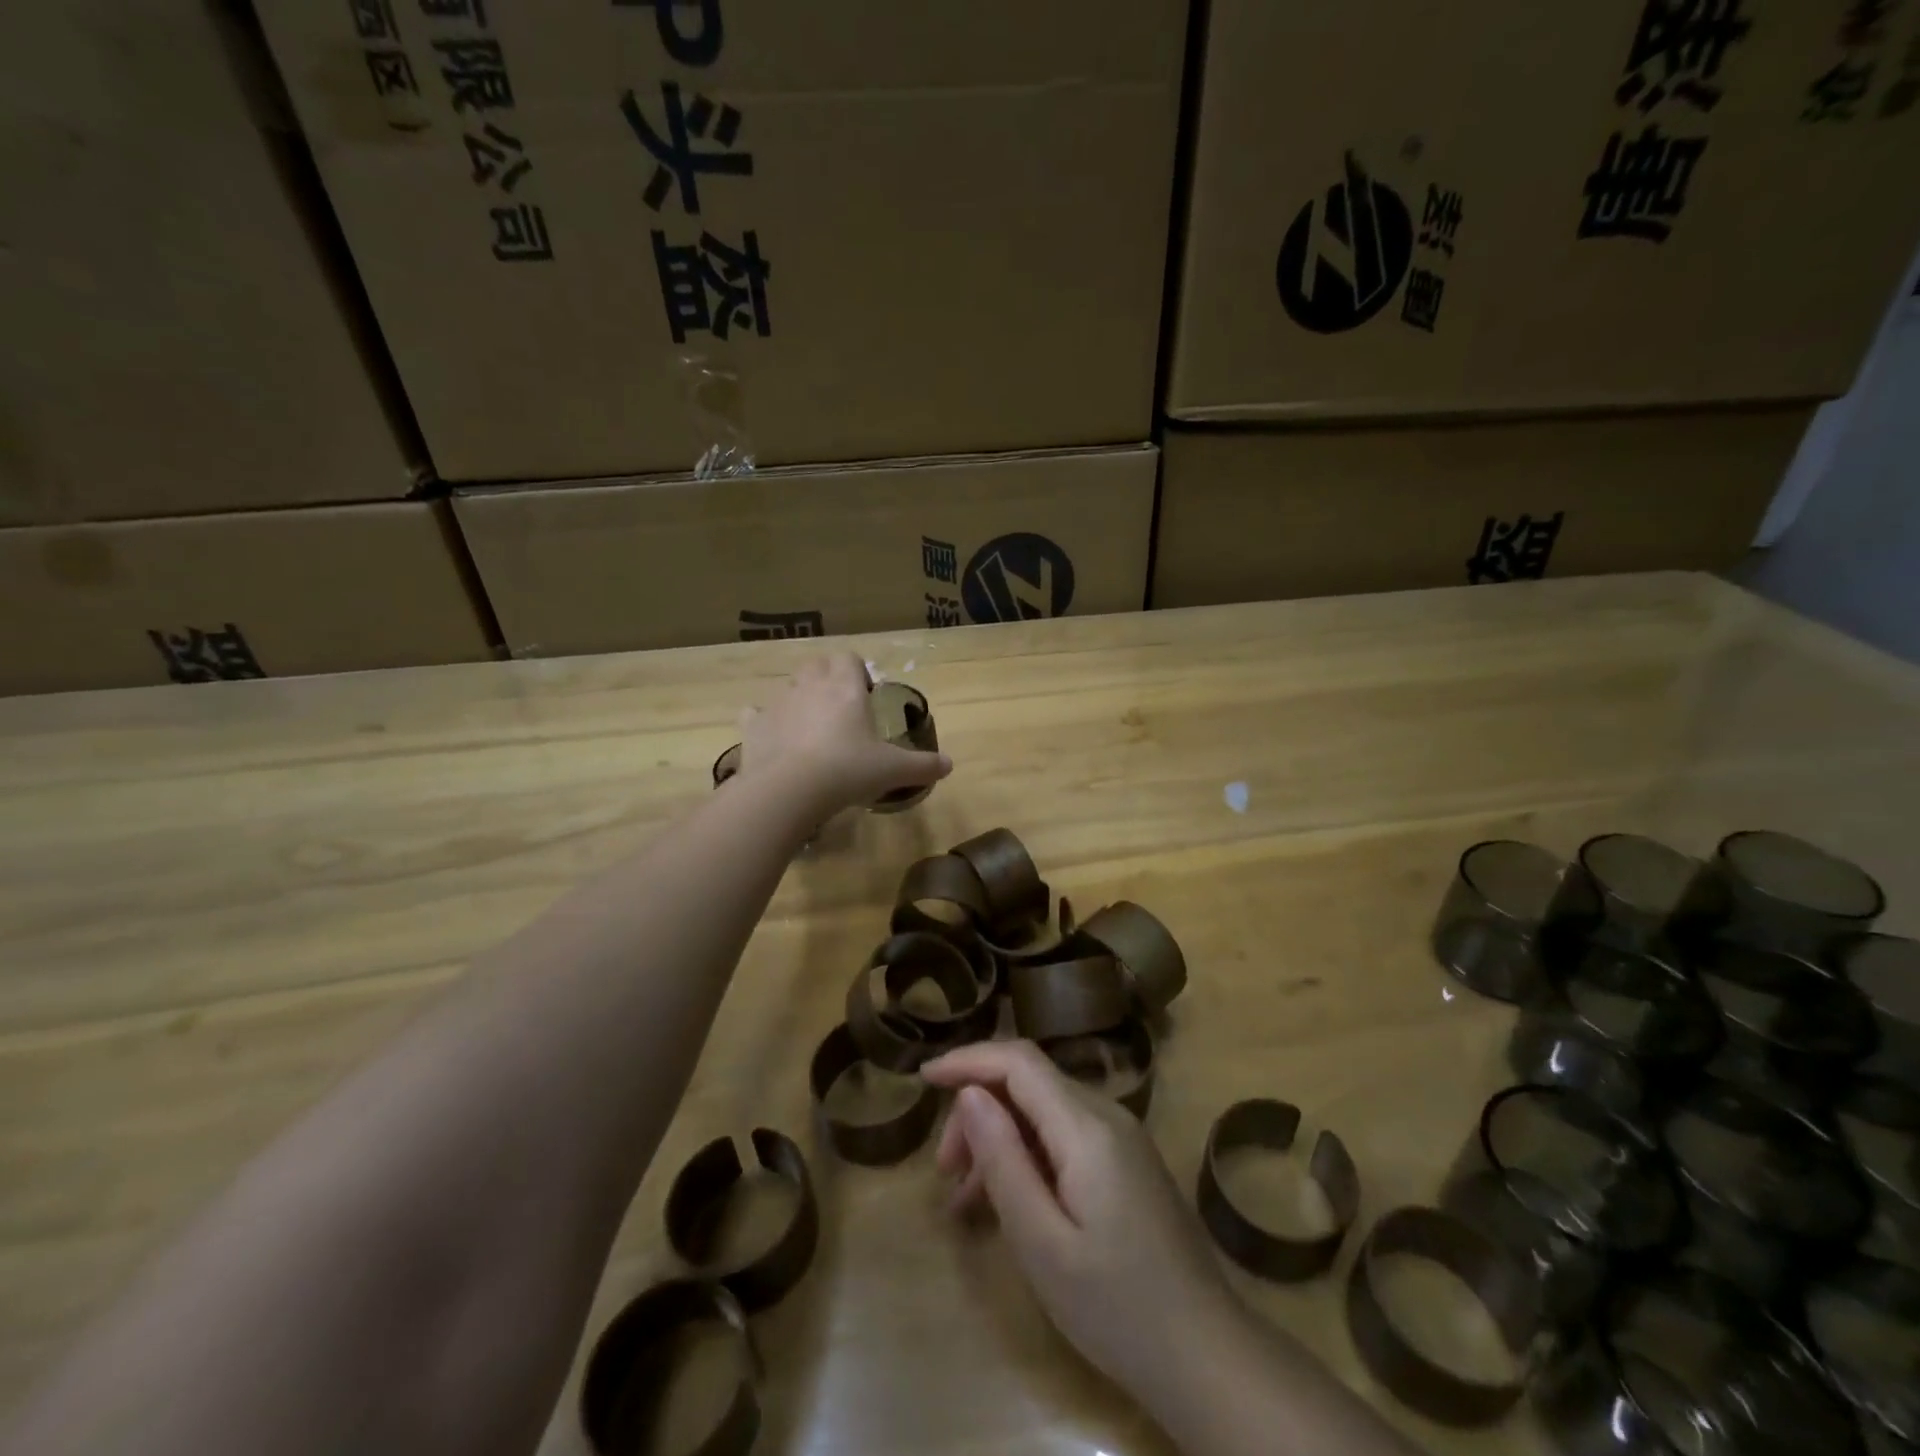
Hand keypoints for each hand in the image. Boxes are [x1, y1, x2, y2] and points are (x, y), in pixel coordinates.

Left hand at [736, 654, 950, 821]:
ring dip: (798, 700)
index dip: (856, 672)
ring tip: (809, 731)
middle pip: (816, 665)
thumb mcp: (893, 770)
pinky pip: (755, 714)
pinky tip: (774, 740)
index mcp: (844, 687)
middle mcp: (809, 686)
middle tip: (839, 710)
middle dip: (826, 679)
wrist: (789, 789)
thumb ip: (923, 765)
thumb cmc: (848, 770)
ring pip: (787, 687)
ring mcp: (777, 703)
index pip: (848, 658)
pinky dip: (764, 722)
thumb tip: (949, 765)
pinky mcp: (752, 726)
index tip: (865, 696)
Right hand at [920, 1040, 1234, 1400]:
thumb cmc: (1117, 1307)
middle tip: (945, 1172)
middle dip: (978, 1110)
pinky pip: (1063, 1135)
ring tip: (965, 1197)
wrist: (1207, 1356)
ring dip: (999, 1136)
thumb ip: (1003, 1160)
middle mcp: (1106, 1115)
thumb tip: (969, 1093)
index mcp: (1087, 1126)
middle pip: (1028, 1083)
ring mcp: (1120, 1137)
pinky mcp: (1125, 1162)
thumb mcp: (1043, 1242)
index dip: (968, 1059)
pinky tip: (1007, 1201)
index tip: (924, 1077)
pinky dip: (1026, 1154)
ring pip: (1043, 1109)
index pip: (1019, 1061)